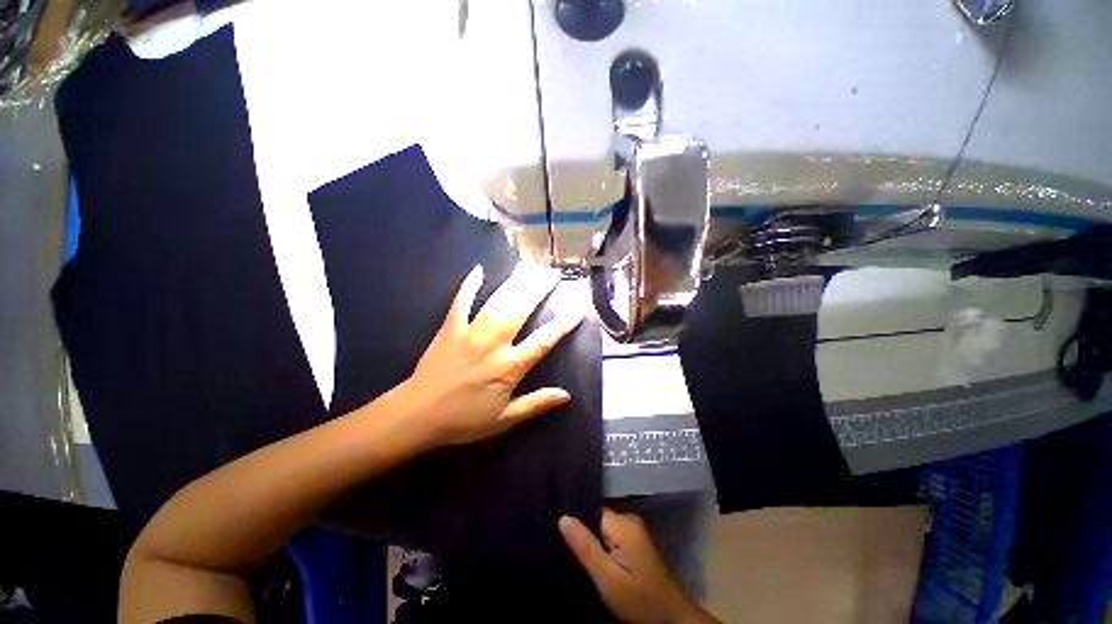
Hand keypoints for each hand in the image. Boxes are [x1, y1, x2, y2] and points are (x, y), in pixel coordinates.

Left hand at [400, 263, 582, 446]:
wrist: (417, 415)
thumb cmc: (463, 420)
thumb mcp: (504, 419)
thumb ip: (536, 403)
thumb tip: (566, 395)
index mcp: (509, 367)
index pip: (542, 342)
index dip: (562, 325)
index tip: (576, 309)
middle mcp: (493, 344)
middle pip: (520, 312)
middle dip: (538, 291)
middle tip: (552, 275)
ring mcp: (470, 333)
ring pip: (497, 303)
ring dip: (515, 284)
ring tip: (529, 268)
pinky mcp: (450, 328)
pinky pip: (461, 302)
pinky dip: (469, 286)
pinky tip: (478, 270)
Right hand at [560, 510, 716, 623]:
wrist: (670, 618)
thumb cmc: (638, 599)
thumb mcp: (607, 578)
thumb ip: (585, 546)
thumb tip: (563, 517)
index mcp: (623, 523)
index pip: (590, 510)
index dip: (577, 522)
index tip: (561, 536)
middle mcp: (629, 519)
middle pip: (596, 519)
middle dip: (584, 534)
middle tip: (568, 552)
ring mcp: (634, 530)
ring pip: (603, 529)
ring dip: (593, 542)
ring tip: (579, 557)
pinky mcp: (635, 542)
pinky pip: (611, 536)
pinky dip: (603, 548)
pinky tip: (596, 561)